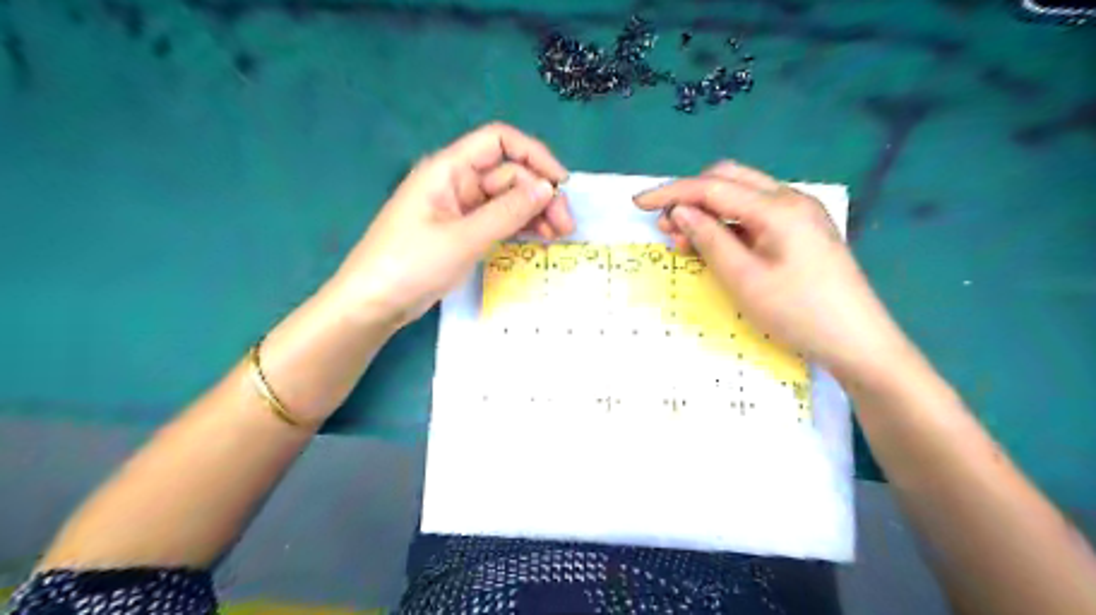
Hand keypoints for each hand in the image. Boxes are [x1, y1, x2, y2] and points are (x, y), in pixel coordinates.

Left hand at [326, 121, 574, 329]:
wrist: (373, 304)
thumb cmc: (411, 265)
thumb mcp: (463, 238)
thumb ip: (508, 212)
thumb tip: (547, 188)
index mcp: (449, 169)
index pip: (499, 142)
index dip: (534, 156)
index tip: (561, 184)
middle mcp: (457, 182)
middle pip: (509, 175)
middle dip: (540, 195)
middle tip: (567, 226)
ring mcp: (461, 209)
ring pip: (507, 200)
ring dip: (535, 212)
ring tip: (560, 235)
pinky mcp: (463, 232)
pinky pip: (499, 221)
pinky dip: (520, 227)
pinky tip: (540, 238)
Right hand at [635, 161, 906, 376]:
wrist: (858, 341)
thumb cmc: (798, 313)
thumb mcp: (744, 278)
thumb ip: (709, 239)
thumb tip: (680, 211)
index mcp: (777, 207)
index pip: (712, 187)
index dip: (671, 192)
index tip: (638, 203)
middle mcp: (789, 198)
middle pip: (728, 179)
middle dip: (691, 195)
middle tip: (663, 224)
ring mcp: (799, 213)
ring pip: (741, 195)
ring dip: (708, 209)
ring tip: (681, 238)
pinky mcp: (801, 230)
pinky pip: (755, 214)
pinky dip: (728, 223)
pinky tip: (713, 243)